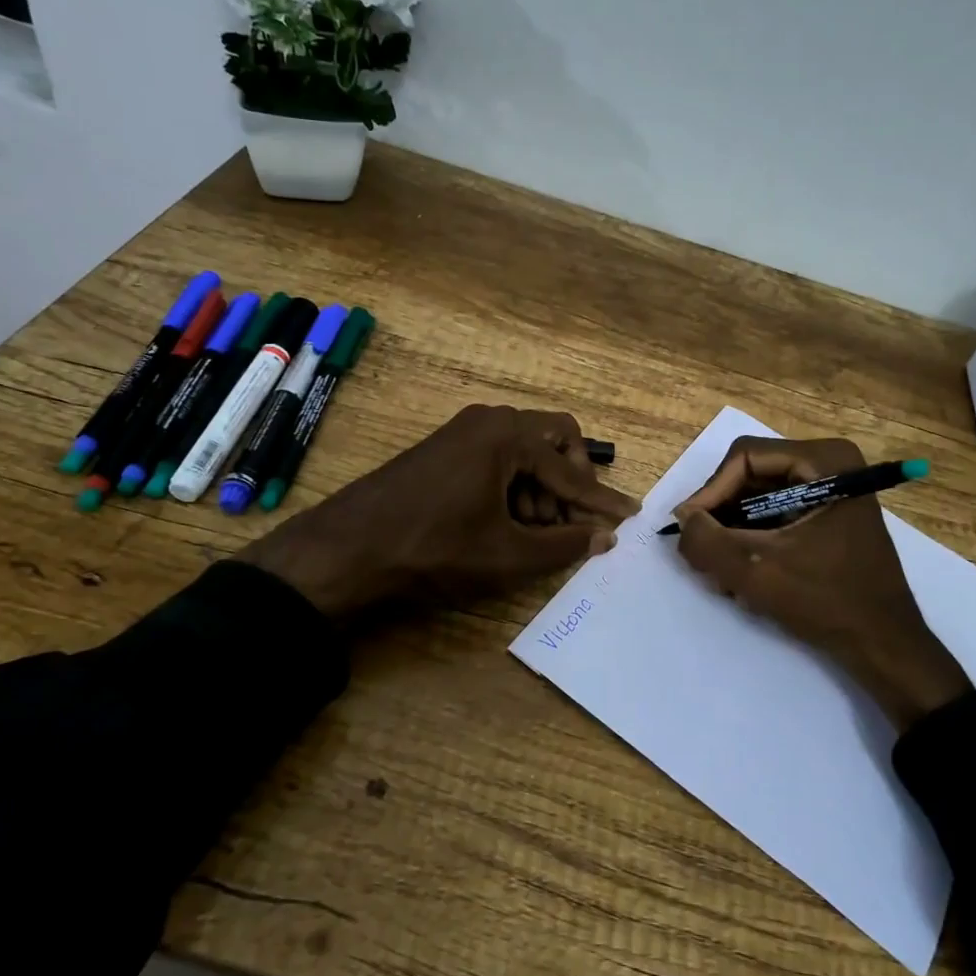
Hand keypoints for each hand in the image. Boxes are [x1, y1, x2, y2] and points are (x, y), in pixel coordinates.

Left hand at [241, 405, 636, 618]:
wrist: (346, 550)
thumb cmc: (433, 548)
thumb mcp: (506, 555)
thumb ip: (564, 545)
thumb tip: (605, 537)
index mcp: (507, 434)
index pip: (571, 469)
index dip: (601, 500)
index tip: (629, 517)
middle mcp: (489, 420)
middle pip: (555, 440)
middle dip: (570, 482)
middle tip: (569, 523)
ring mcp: (463, 432)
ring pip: (526, 451)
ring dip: (541, 488)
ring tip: (534, 532)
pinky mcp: (446, 449)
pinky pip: (498, 458)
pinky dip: (514, 487)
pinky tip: (506, 524)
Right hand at [675, 437, 971, 730]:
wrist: (885, 645)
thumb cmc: (828, 601)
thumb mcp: (757, 572)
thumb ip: (707, 542)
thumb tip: (683, 521)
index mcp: (825, 460)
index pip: (745, 458)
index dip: (710, 492)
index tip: (689, 530)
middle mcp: (830, 464)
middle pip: (751, 477)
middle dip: (722, 518)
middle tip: (701, 556)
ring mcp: (831, 490)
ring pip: (758, 499)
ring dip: (734, 535)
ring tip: (721, 575)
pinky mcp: (827, 516)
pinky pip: (775, 515)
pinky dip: (754, 542)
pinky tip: (743, 579)